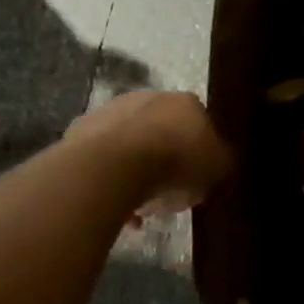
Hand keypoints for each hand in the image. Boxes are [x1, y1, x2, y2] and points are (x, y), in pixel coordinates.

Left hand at [66, 90, 231, 214]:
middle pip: (162, 131)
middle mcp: (150, 97)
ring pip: (130, 144)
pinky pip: (103, 157)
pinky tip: (113, 203)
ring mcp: (113, 110)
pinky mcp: (83, 129)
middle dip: (164, 159)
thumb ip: (221, 162)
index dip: (198, 153)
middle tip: (166, 192)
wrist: (115, 166)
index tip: (195, 179)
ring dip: (135, 169)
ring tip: (137, 206)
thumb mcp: (216, 169)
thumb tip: (219, 160)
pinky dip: (109, 177)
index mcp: (187, 103)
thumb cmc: (175, 164)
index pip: (199, 124)